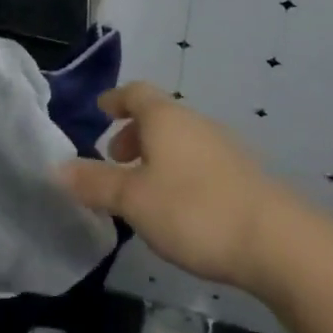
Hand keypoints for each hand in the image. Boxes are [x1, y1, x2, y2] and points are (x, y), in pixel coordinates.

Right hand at [59, 83, 296, 291]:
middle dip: (134, 133)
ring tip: (143, 188)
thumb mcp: (134, 200)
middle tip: (115, 159)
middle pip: (159, 115)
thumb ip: (95, 183)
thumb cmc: (193, 210)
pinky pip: (199, 160)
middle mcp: (194, 122)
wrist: (275, 240)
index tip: (101, 110)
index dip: (116, 99)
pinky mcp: (242, 174)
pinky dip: (179, 171)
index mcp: (165, 117)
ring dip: (157, 155)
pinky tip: (178, 207)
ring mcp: (223, 146)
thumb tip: (57, 168)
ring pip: (180, 139)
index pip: (135, 92)